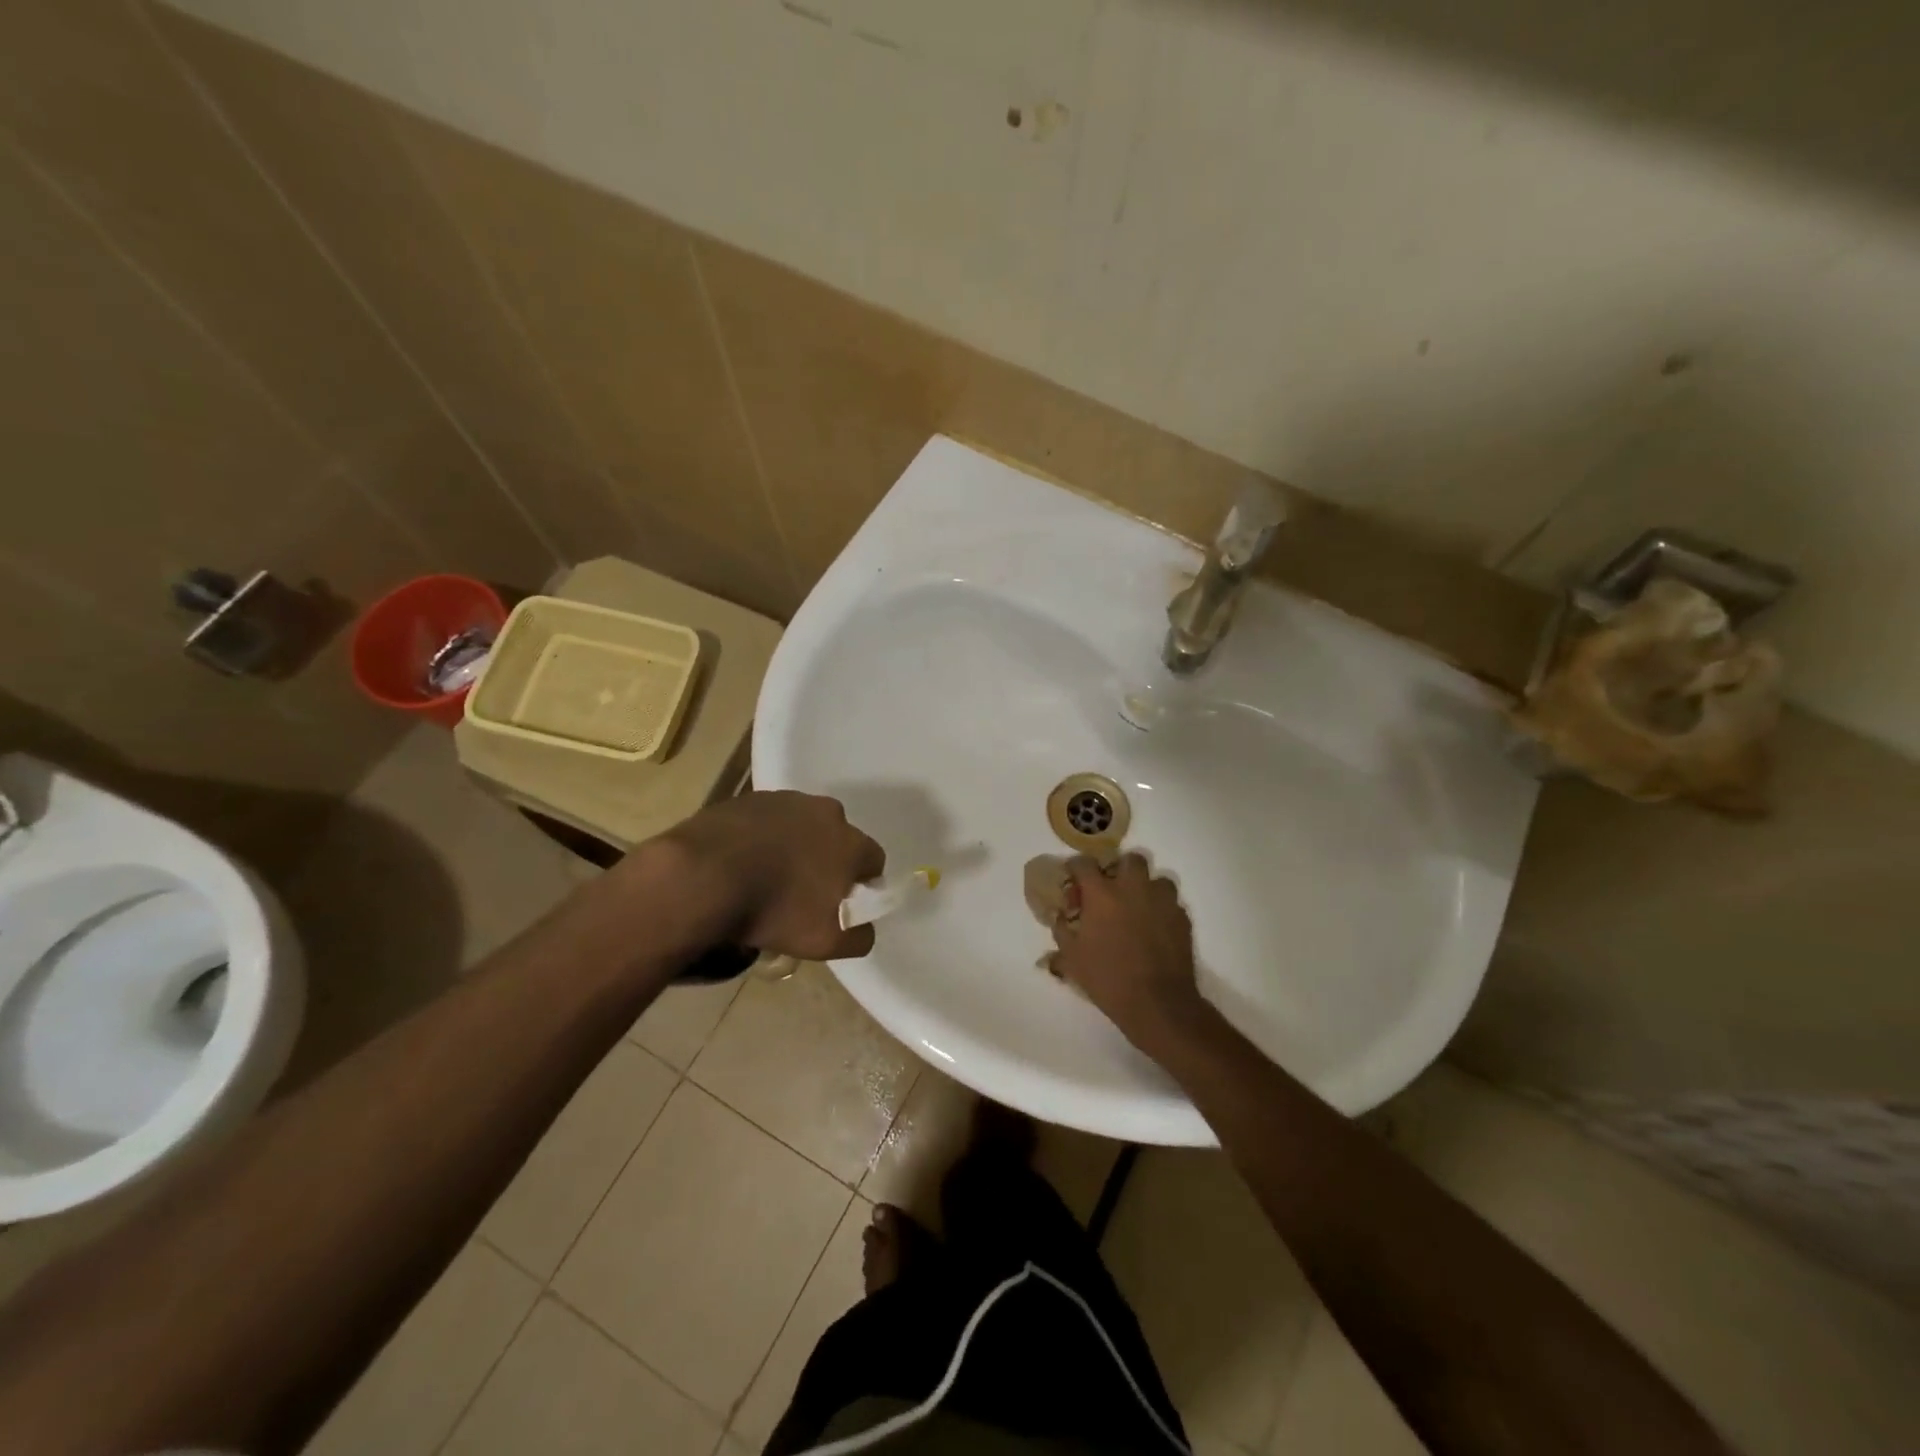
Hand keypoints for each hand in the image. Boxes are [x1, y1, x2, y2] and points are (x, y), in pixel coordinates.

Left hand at [663, 791, 884, 959]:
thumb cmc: (776, 910)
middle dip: (826, 860)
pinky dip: (760, 838)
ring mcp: (785, 800)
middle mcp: (826, 812)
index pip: (873, 861)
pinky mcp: (748, 799)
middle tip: (802, 892)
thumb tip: (863, 927)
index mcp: (852, 842)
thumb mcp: (828, 942)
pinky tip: (740, 863)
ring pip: (800, 826)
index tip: (840, 903)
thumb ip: (859, 936)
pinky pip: (765, 821)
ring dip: (793, 846)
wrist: (703, 876)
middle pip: (836, 838)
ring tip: (766, 877)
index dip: (861, 884)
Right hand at [1051, 854, 1207, 1052]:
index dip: (1076, 867)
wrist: (1157, 1003)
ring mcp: (1162, 901)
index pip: (1084, 863)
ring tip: (1138, 908)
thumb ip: (1061, 931)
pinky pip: (1172, 903)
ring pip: (1157, 879)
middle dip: (1120, 869)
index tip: (1074, 878)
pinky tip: (1156, 929)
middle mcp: (1133, 888)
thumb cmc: (1108, 978)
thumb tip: (1059, 916)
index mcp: (1102, 894)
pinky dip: (1162, 910)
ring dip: (1146, 888)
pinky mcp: (1182, 918)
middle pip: (1130, 859)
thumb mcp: (1072, 958)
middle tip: (1112, 890)